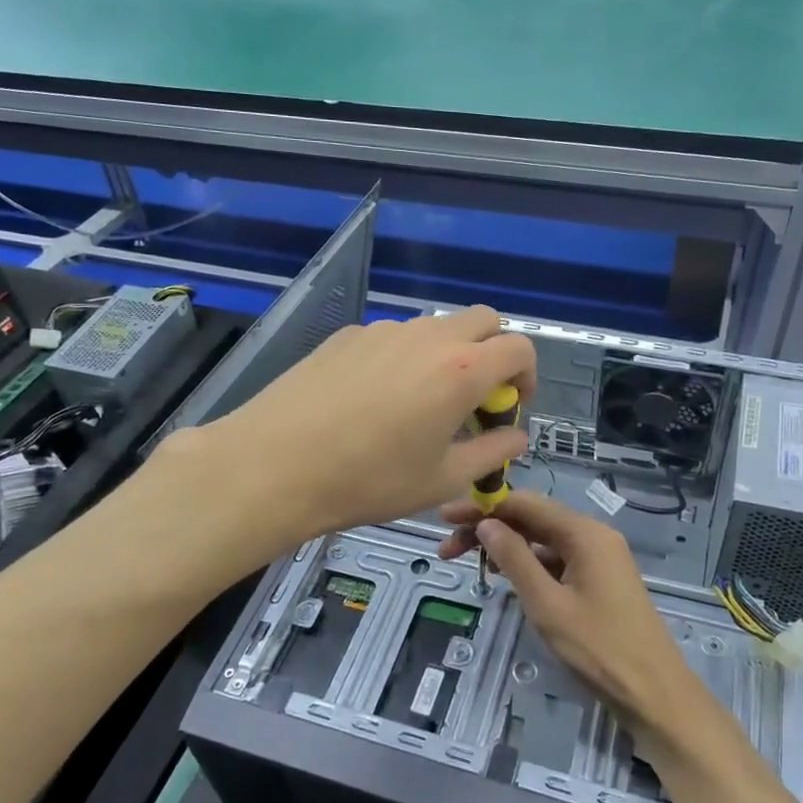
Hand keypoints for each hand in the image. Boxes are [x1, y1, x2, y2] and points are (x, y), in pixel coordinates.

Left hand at [191, 306, 535, 550]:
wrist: (275, 465)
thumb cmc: (369, 480)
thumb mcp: (443, 480)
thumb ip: (492, 453)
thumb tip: (516, 436)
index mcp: (461, 369)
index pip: (519, 347)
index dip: (527, 375)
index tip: (511, 407)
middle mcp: (426, 337)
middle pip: (482, 321)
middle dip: (492, 353)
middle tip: (473, 400)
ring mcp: (382, 330)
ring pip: (434, 328)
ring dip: (446, 356)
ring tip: (418, 406)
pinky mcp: (346, 336)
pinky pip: (392, 338)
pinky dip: (403, 359)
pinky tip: (372, 402)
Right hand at [437, 491, 708, 744]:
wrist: (655, 695)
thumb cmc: (599, 649)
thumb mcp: (547, 604)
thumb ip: (514, 559)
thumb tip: (485, 524)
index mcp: (584, 533)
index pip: (525, 503)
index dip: (482, 506)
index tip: (445, 517)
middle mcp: (593, 535)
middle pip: (532, 519)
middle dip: (488, 527)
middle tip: (447, 547)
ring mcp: (599, 558)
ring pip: (542, 540)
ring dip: (505, 546)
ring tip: (467, 561)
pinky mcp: (599, 580)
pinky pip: (556, 559)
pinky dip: (527, 563)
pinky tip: (503, 576)